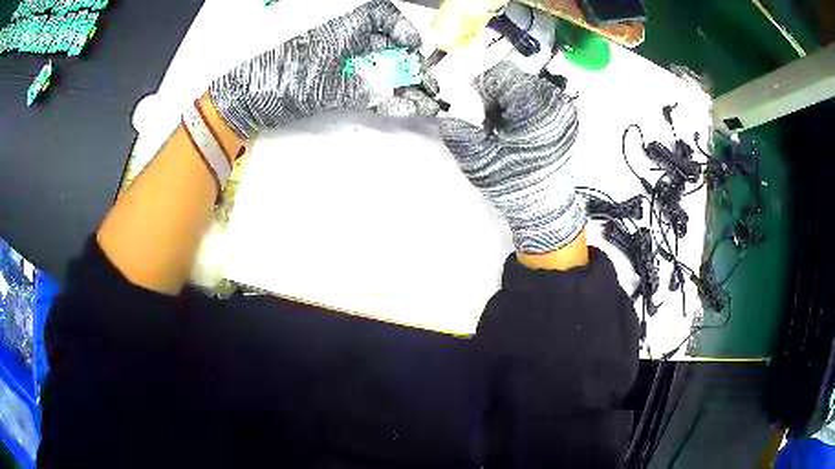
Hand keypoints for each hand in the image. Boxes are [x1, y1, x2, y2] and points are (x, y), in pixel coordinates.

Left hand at [209, 0, 438, 138]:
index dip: (401, 28)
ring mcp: (340, 63)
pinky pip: (367, 86)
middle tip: (430, 88)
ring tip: (425, 104)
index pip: (380, 15)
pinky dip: (384, 97)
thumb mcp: (323, 83)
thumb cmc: (279, 80)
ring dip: (403, 87)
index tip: (414, 47)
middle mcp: (344, 41)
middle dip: (410, 67)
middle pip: (386, 46)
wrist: (246, 101)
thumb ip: (362, 88)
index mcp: (342, 28)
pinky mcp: (335, 83)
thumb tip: (394, 93)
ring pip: (380, 69)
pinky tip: (403, 107)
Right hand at [439, 61, 585, 253]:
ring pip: (524, 86)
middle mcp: (557, 102)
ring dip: (507, 103)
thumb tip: (454, 104)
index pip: (500, 75)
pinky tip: (519, 132)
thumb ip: (458, 128)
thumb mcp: (477, 160)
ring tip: (505, 132)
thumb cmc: (513, 185)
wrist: (546, 210)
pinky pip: (536, 98)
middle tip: (490, 127)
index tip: (478, 116)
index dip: (480, 91)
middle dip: (495, 98)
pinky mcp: (566, 117)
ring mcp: (565, 108)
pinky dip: (521, 109)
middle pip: (513, 79)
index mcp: (538, 108)